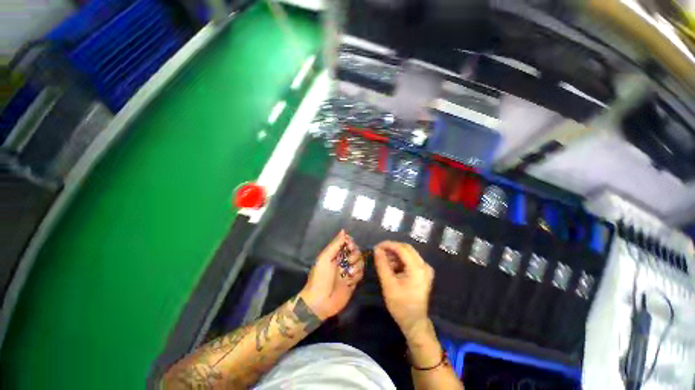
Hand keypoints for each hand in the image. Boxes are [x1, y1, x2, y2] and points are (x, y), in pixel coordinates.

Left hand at [300, 230, 364, 319]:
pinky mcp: (353, 282)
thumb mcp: (325, 258)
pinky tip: (349, 281)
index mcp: (336, 254)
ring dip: (356, 267)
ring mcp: (349, 271)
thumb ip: (335, 244)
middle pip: (356, 252)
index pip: (348, 243)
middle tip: (348, 261)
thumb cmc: (320, 277)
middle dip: (355, 255)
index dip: (351, 243)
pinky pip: (361, 274)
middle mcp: (343, 261)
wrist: (320, 302)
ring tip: (348, 274)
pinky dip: (356, 276)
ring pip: (360, 262)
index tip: (350, 246)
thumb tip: (343, 230)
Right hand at [374, 241, 433, 338]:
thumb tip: (376, 249)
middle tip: (379, 252)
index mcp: (418, 269)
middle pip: (406, 248)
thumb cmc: (401, 305)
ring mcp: (425, 269)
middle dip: (391, 248)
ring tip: (383, 261)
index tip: (376, 247)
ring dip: (395, 255)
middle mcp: (424, 265)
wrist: (415, 322)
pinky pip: (410, 260)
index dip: (388, 245)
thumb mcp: (388, 284)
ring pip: (408, 253)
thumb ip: (382, 265)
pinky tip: (391, 266)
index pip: (402, 249)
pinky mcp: (423, 272)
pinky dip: (399, 260)